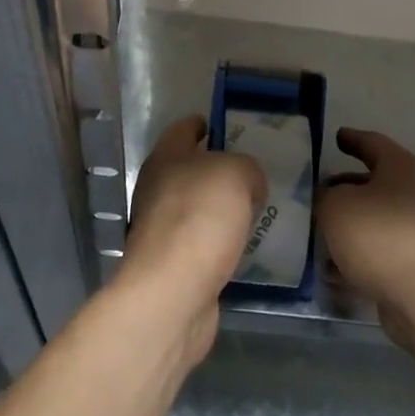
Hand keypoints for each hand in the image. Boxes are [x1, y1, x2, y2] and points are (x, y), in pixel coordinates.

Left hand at [120, 115, 265, 361]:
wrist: (173, 292)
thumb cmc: (200, 217)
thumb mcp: (235, 173)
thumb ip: (246, 168)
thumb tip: (249, 183)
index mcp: (165, 158)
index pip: (183, 129)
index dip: (203, 124)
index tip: (225, 125)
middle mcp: (157, 189)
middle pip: (190, 169)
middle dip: (219, 168)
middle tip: (255, 171)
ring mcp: (162, 228)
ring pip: (197, 207)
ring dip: (222, 207)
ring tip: (257, 208)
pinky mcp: (173, 263)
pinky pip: (202, 241)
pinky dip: (221, 240)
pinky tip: (245, 245)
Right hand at [318, 128, 414, 320]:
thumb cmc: (378, 235)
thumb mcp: (336, 205)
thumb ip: (325, 195)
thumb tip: (328, 197)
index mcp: (402, 167)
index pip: (372, 142)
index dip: (351, 139)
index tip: (336, 138)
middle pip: (375, 182)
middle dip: (345, 187)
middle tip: (317, 190)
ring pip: (375, 219)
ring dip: (349, 224)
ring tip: (317, 230)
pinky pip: (379, 250)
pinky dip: (356, 254)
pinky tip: (330, 268)